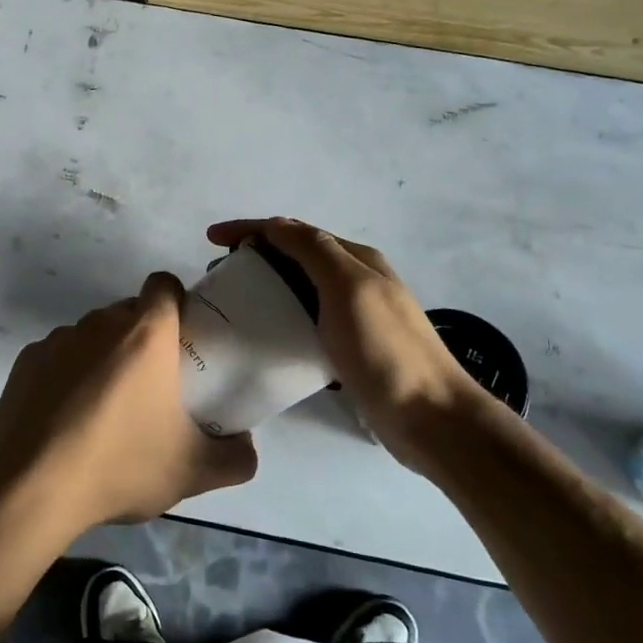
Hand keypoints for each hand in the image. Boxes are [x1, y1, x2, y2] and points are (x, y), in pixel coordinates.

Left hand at [0, 273, 258, 531]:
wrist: (31, 487)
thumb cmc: (121, 465)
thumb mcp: (194, 471)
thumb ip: (236, 457)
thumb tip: (247, 446)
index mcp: (145, 333)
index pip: (164, 284)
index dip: (176, 303)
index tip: (181, 340)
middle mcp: (100, 323)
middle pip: (128, 312)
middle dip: (142, 338)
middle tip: (151, 386)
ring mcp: (58, 339)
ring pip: (92, 335)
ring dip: (103, 357)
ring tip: (105, 410)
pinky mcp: (26, 360)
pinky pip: (58, 356)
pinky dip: (67, 376)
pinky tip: (66, 419)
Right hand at [208, 217, 504, 471]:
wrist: (430, 417)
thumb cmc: (386, 349)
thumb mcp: (349, 288)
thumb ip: (314, 251)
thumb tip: (276, 225)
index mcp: (356, 259)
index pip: (294, 231)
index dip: (251, 228)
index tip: (211, 238)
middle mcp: (356, 280)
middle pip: (296, 256)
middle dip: (255, 256)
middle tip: (218, 275)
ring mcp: (355, 315)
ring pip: (300, 289)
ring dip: (266, 286)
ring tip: (233, 302)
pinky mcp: (350, 348)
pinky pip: (306, 321)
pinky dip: (281, 317)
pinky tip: (264, 335)